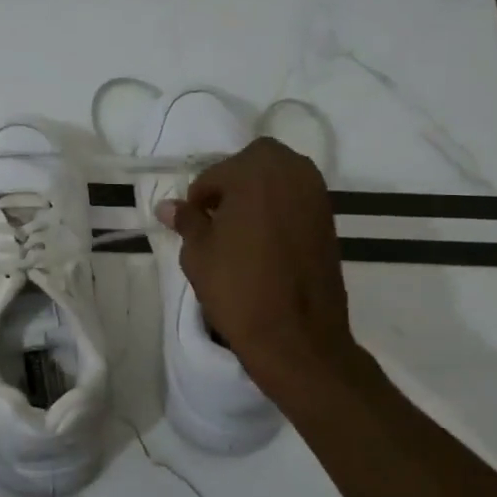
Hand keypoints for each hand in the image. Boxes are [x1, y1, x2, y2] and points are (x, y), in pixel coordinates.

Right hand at [157, 137, 358, 395]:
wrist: (296, 335)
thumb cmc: (238, 288)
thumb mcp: (198, 253)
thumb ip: (187, 221)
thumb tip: (167, 205)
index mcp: (256, 172)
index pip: (215, 173)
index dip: (199, 199)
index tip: (193, 225)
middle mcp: (293, 172)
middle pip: (255, 162)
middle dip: (233, 182)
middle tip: (217, 219)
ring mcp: (317, 195)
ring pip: (280, 178)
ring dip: (258, 193)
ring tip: (240, 231)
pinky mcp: (330, 220)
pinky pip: (297, 199)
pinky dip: (279, 209)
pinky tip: (264, 242)